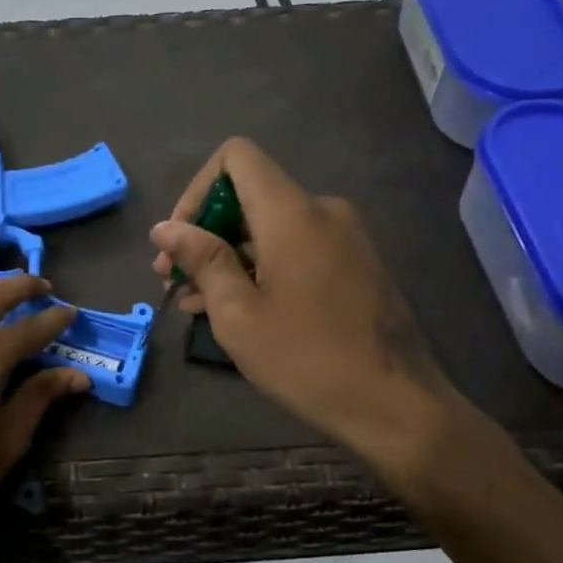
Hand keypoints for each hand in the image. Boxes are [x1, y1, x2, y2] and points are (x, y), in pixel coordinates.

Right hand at [150, 138, 463, 473]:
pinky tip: (233, 307)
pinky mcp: (354, 264)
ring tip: (193, 301)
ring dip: (227, 257)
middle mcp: (322, 211)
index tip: (180, 242)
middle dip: (204, 232)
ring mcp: (344, 238)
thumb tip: (166, 228)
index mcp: (292, 213)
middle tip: (171, 279)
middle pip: (249, 195)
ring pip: (269, 228)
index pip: (236, 157)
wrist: (396, 404)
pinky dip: (259, 268)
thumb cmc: (306, 359)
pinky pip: (295, 249)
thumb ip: (202, 259)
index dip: (197, 190)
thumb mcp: (238, 313)